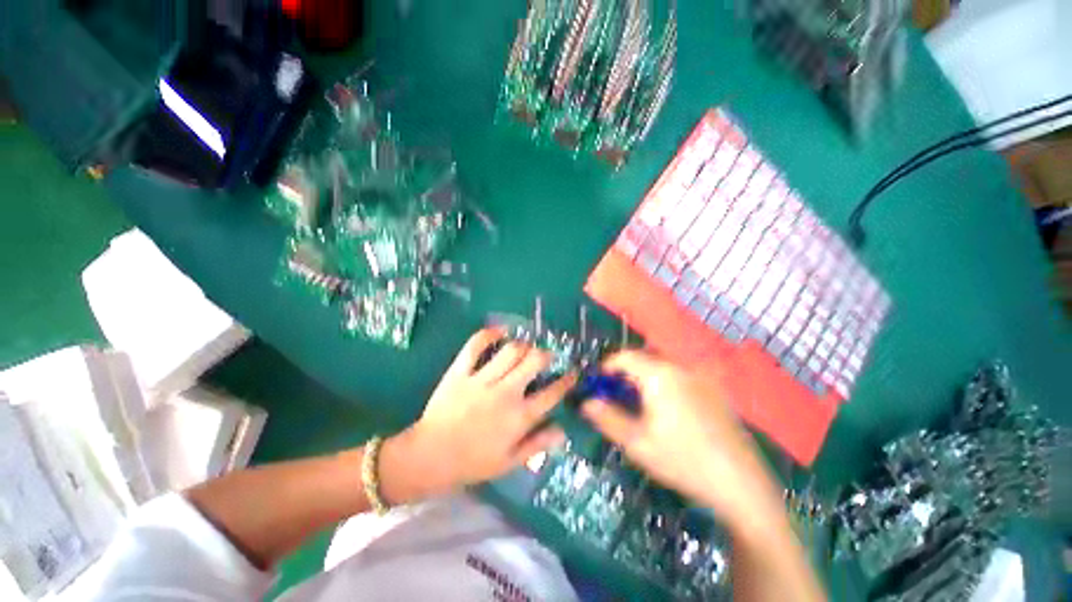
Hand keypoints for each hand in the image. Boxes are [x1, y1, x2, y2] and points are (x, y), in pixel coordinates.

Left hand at [381, 328, 575, 502]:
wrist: (429, 458)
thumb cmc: (472, 463)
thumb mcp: (509, 462)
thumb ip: (537, 444)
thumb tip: (563, 430)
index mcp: (519, 417)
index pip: (552, 393)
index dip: (566, 381)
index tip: (572, 373)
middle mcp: (505, 393)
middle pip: (534, 361)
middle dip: (546, 355)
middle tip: (546, 356)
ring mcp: (481, 380)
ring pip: (511, 350)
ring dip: (523, 345)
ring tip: (524, 348)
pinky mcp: (460, 372)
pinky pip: (475, 345)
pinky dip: (488, 334)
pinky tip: (499, 331)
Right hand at [581, 351, 781, 526]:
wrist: (741, 483)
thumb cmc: (682, 460)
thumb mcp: (637, 443)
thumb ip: (607, 418)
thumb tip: (586, 403)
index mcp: (659, 375)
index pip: (625, 356)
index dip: (607, 365)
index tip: (599, 382)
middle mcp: (680, 369)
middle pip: (644, 358)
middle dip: (626, 371)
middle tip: (618, 394)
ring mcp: (701, 378)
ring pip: (663, 367)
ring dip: (646, 377)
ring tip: (641, 402)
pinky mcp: (714, 391)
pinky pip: (681, 377)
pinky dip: (666, 383)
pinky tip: (671, 411)